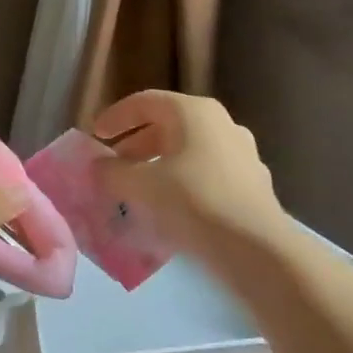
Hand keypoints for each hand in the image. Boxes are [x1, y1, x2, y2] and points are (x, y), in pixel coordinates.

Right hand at [91, 91, 288, 263]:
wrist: (257, 250)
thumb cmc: (192, 202)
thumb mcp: (137, 185)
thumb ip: (110, 171)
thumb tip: (99, 165)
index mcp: (194, 112)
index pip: (145, 102)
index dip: (115, 117)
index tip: (95, 136)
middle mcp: (222, 125)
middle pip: (168, 126)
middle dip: (136, 145)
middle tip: (113, 166)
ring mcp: (243, 155)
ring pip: (188, 152)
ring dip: (158, 166)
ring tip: (137, 190)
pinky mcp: (253, 186)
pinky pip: (207, 176)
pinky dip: (182, 185)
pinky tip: (168, 210)